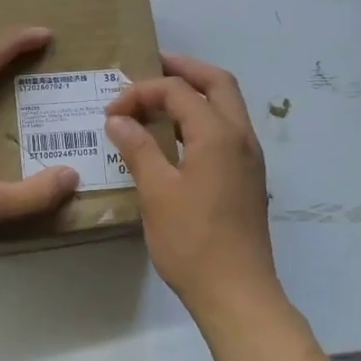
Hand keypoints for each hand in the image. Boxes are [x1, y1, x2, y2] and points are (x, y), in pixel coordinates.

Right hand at [105, 54, 281, 318]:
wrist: (236, 291)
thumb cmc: (192, 241)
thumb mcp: (156, 192)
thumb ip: (138, 148)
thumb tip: (118, 119)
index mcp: (217, 134)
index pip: (178, 92)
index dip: (142, 93)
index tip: (111, 112)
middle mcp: (241, 136)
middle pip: (217, 83)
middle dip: (184, 70)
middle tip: (151, 68)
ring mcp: (249, 157)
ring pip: (228, 105)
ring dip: (196, 93)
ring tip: (160, 98)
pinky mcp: (248, 177)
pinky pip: (228, 129)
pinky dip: (204, 118)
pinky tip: (177, 136)